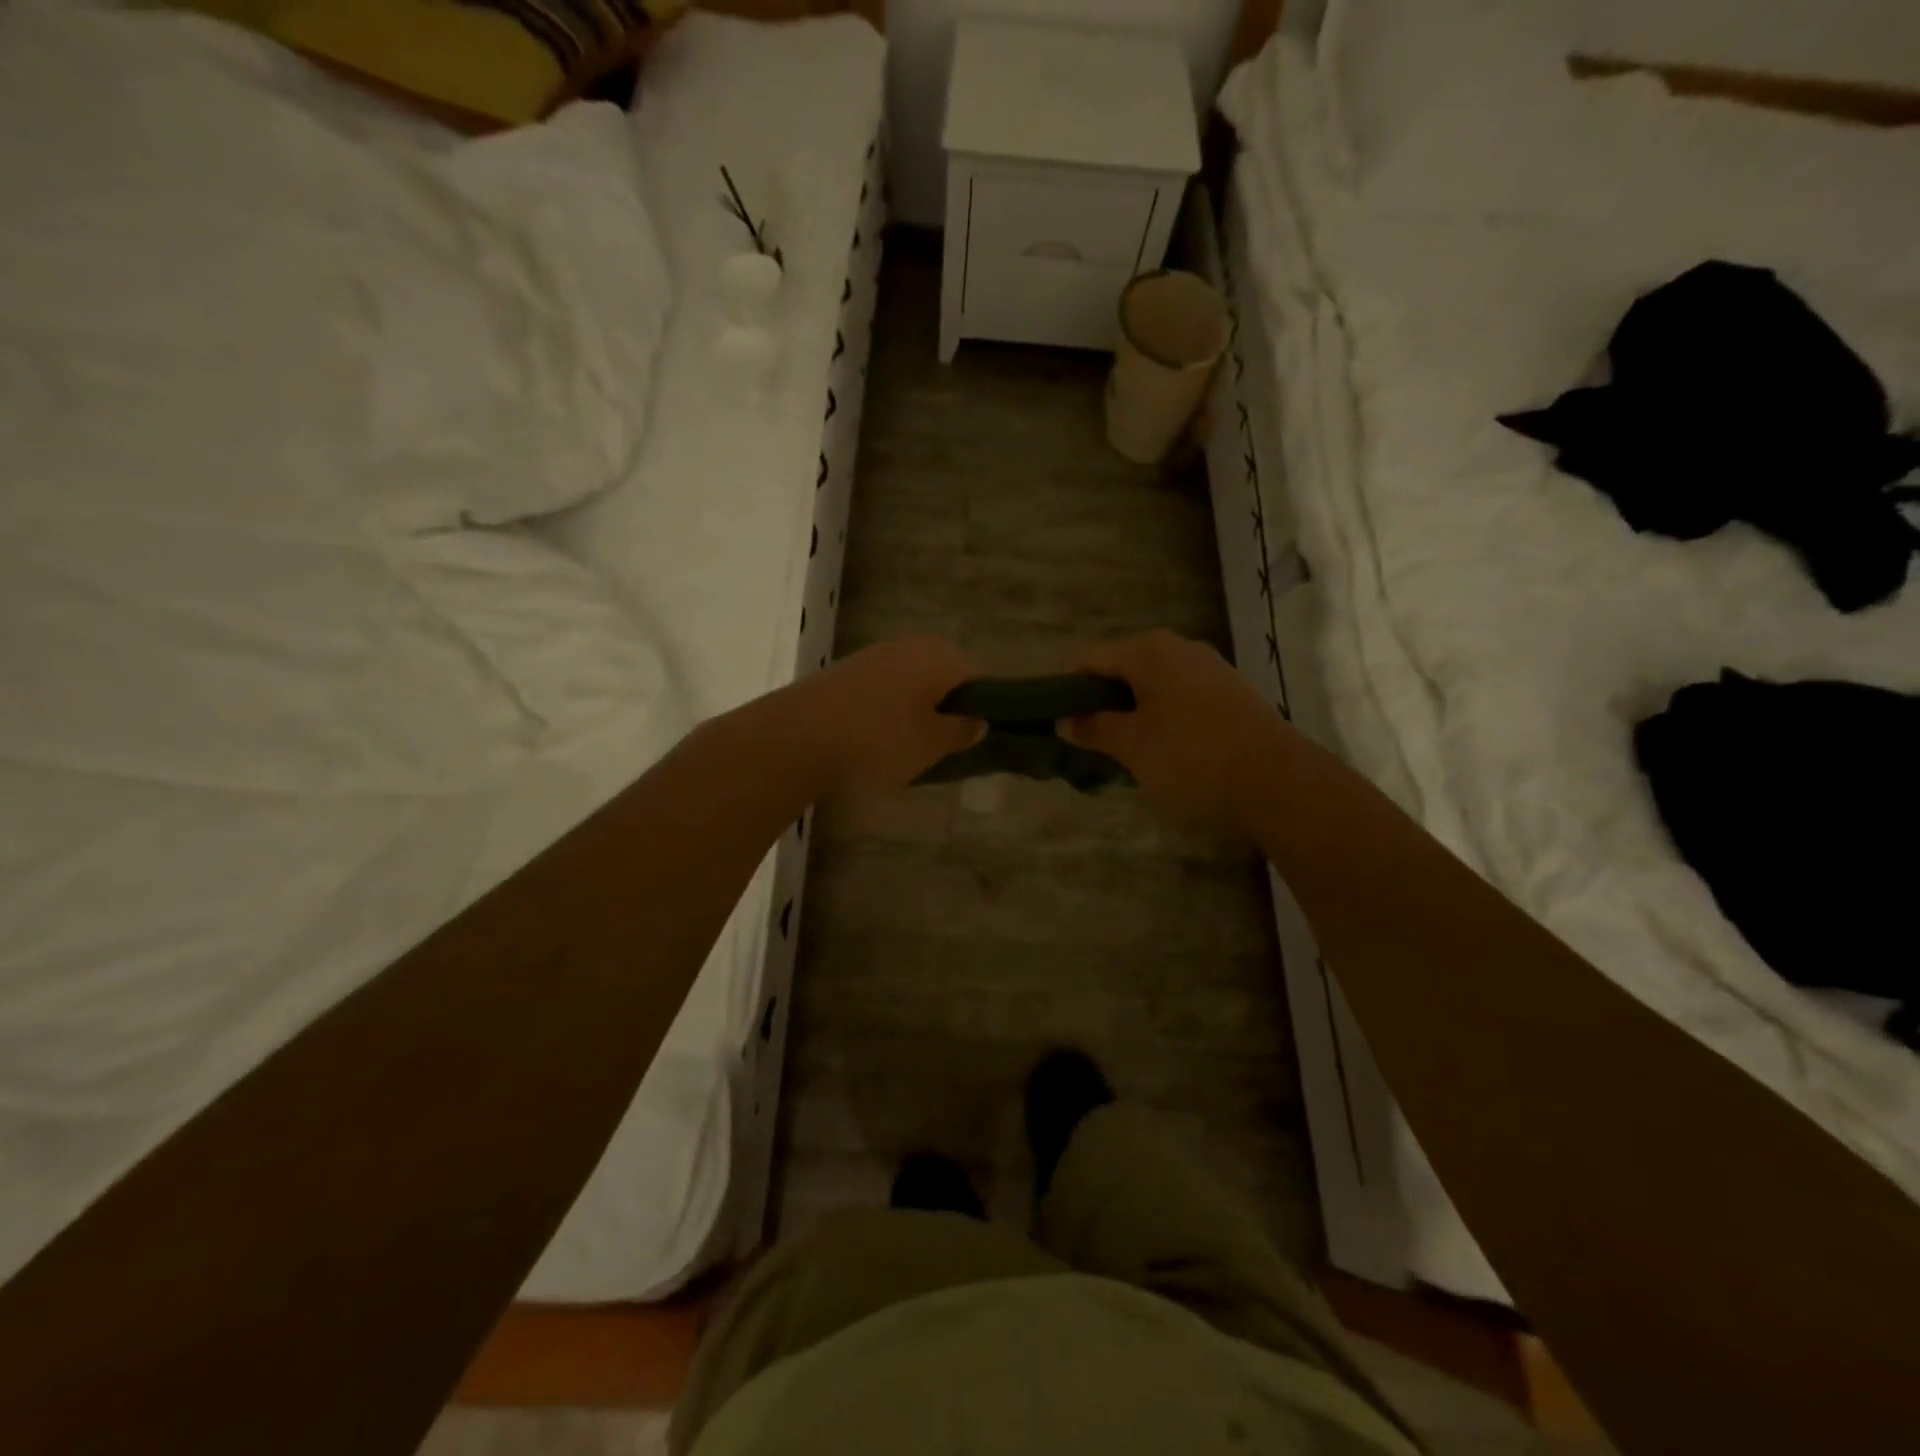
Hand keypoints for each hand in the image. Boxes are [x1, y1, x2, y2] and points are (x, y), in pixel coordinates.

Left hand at [786, 636, 984, 795]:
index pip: (978, 677)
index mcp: (939, 657)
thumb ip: (961, 731)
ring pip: (911, 681)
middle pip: (943, 675)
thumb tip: (979, 720)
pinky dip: (887, 710)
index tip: (973, 737)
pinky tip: (875, 739)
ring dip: (916, 708)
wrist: (796, 737)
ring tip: (908, 746)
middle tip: (942, 745)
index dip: (983, 706)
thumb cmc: (878, 741)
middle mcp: (909, 646)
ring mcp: (873, 656)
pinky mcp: (845, 672)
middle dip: (947, 706)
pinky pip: (882, 689)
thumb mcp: (931, 744)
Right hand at [1060, 630, 1291, 829]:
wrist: (1276, 780)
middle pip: (1122, 669)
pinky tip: (1162, 749)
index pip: (1090, 660)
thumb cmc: (1190, 755)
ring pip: (1152, 685)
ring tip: (1123, 750)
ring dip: (1131, 712)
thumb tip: (1064, 720)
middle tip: (1089, 740)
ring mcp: (1209, 668)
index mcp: (1148, 650)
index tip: (1059, 722)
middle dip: (1101, 702)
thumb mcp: (1131, 745)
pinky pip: (1179, 697)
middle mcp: (1179, 648)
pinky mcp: (1230, 692)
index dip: (1068, 689)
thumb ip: (1093, 728)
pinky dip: (1162, 717)